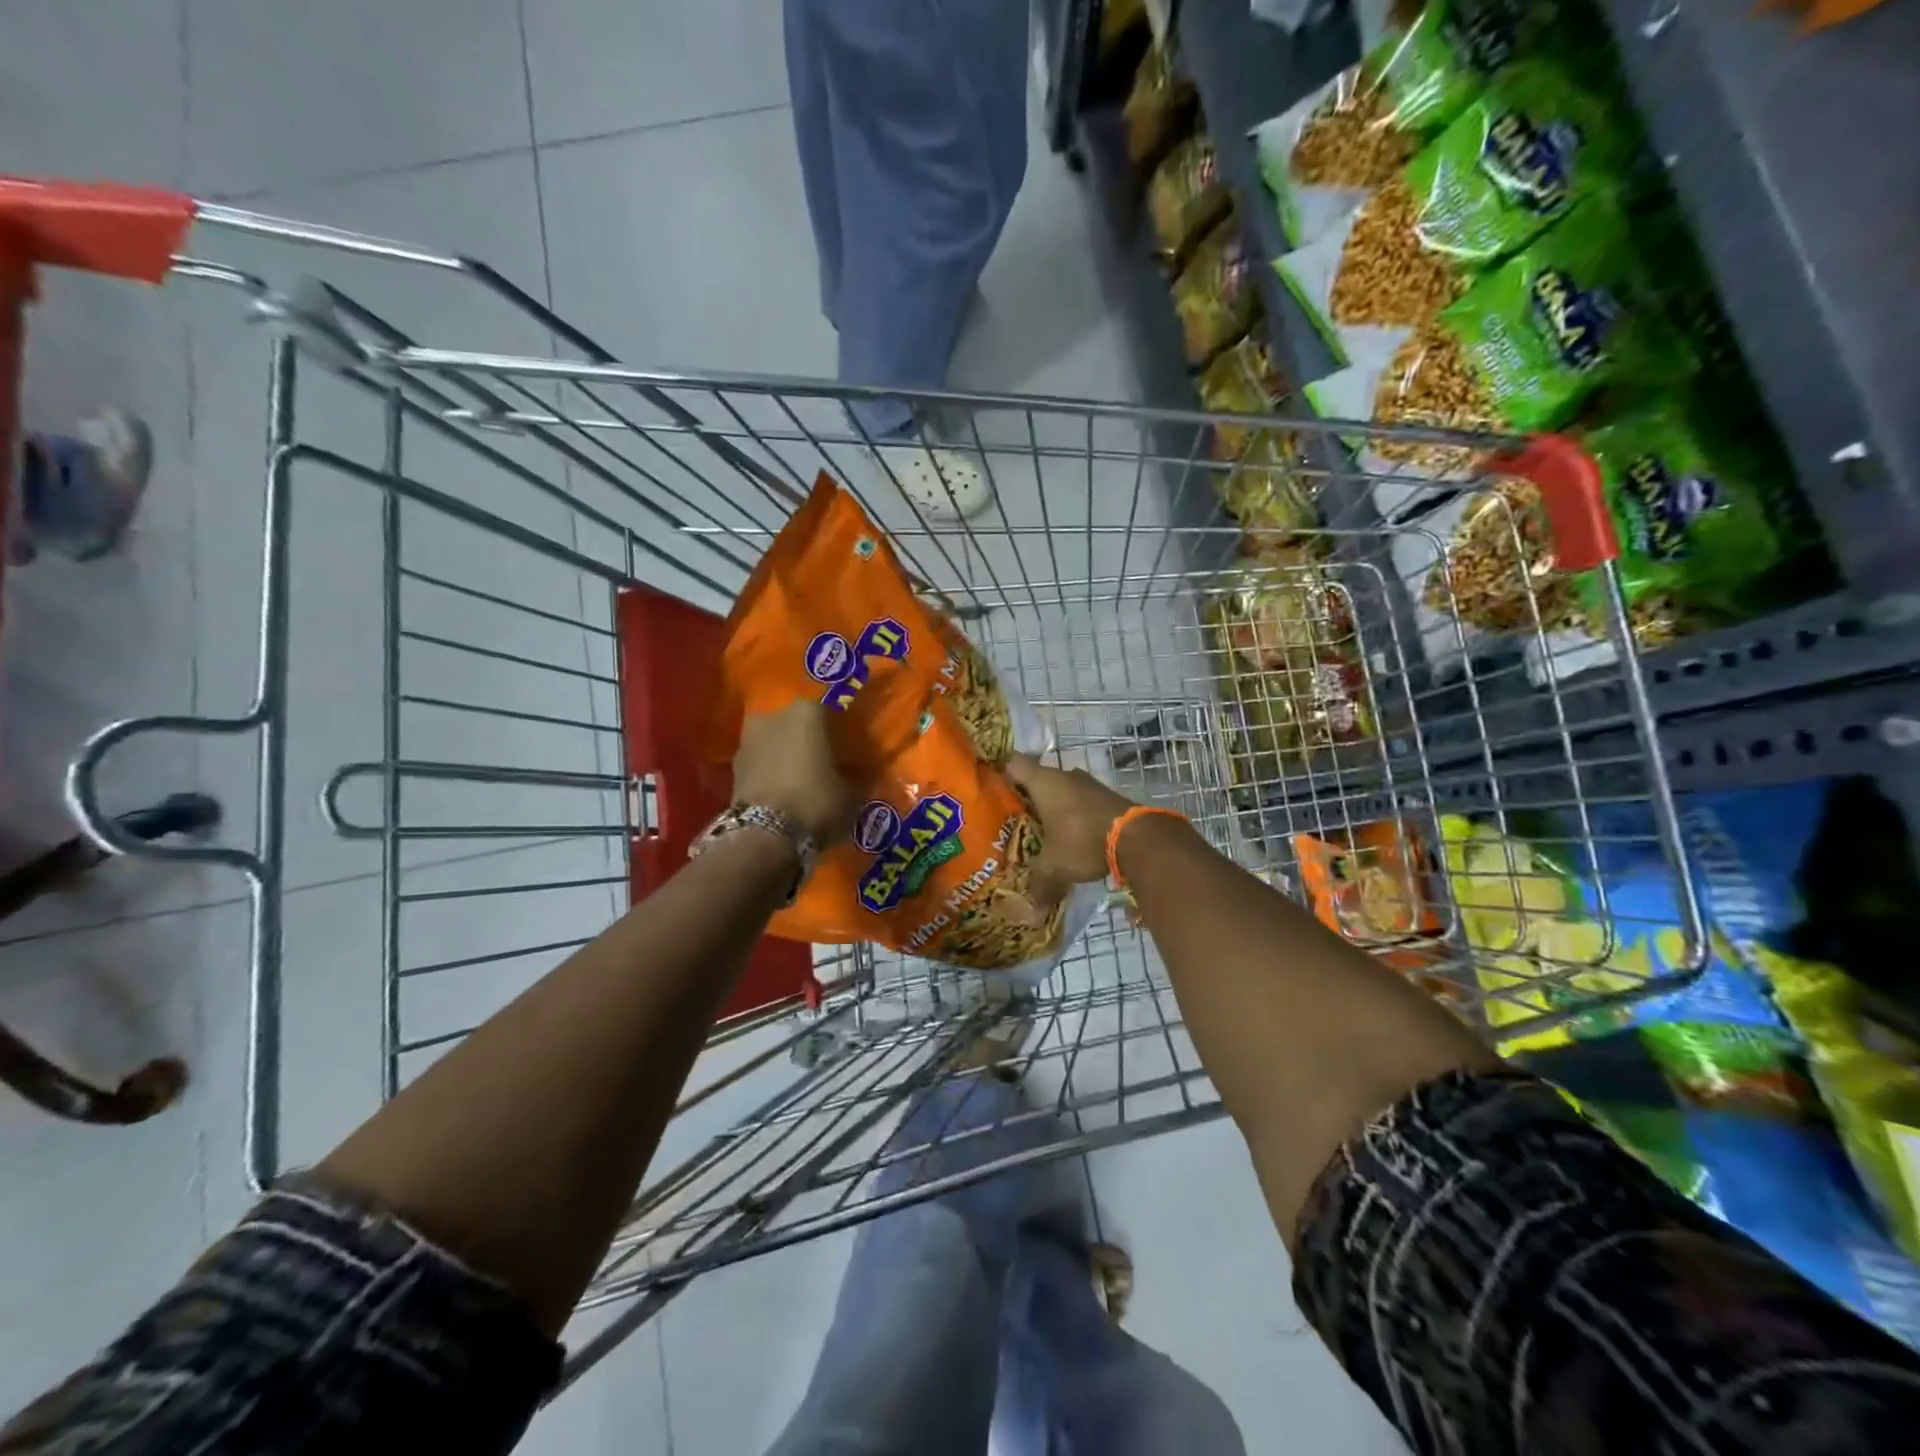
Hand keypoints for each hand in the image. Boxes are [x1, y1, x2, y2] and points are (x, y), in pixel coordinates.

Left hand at [733, 701, 855, 845]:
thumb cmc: (816, 802)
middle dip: (811, 741)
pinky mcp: (733, 765)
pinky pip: (762, 762)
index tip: (850, 750)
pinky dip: (772, 771)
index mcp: (807, 712)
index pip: (832, 713)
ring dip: (788, 755)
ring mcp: (749, 738)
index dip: (842, 732)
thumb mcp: (852, 793)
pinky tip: (784, 790)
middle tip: (826, 763)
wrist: (765, 836)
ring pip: (777, 742)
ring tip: (803, 779)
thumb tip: (859, 773)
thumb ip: (857, 776)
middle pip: (799, 724)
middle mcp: (774, 715)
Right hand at [1004, 754, 1135, 895]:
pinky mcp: (1107, 797)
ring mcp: (1089, 784)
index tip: (994, 792)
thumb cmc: (1082, 840)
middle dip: (1027, 799)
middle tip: (1014, 820)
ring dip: (1054, 807)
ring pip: (1062, 791)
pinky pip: (1082, 802)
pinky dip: (1074, 815)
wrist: (1138, 838)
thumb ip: (1039, 886)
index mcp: (1044, 782)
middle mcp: (1065, 776)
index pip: (1014, 764)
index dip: (1002, 774)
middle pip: (1038, 779)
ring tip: (1041, 832)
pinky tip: (1070, 837)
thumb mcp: (1055, 867)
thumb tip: (1029, 915)